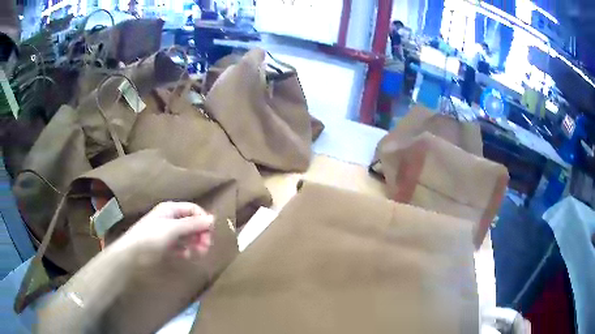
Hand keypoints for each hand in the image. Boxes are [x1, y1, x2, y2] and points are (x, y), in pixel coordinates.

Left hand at [119, 202, 213, 260]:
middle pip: (192, 223)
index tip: (211, 233)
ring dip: (195, 243)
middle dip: (200, 234)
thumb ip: (193, 224)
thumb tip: (213, 218)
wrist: (132, 254)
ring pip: (187, 236)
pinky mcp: (166, 246)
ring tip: (199, 253)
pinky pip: (181, 246)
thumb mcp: (173, 229)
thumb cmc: (151, 237)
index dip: (203, 220)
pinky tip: (185, 256)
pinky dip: (186, 250)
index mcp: (171, 209)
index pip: (193, 210)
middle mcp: (170, 218)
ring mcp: (168, 233)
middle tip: (205, 247)